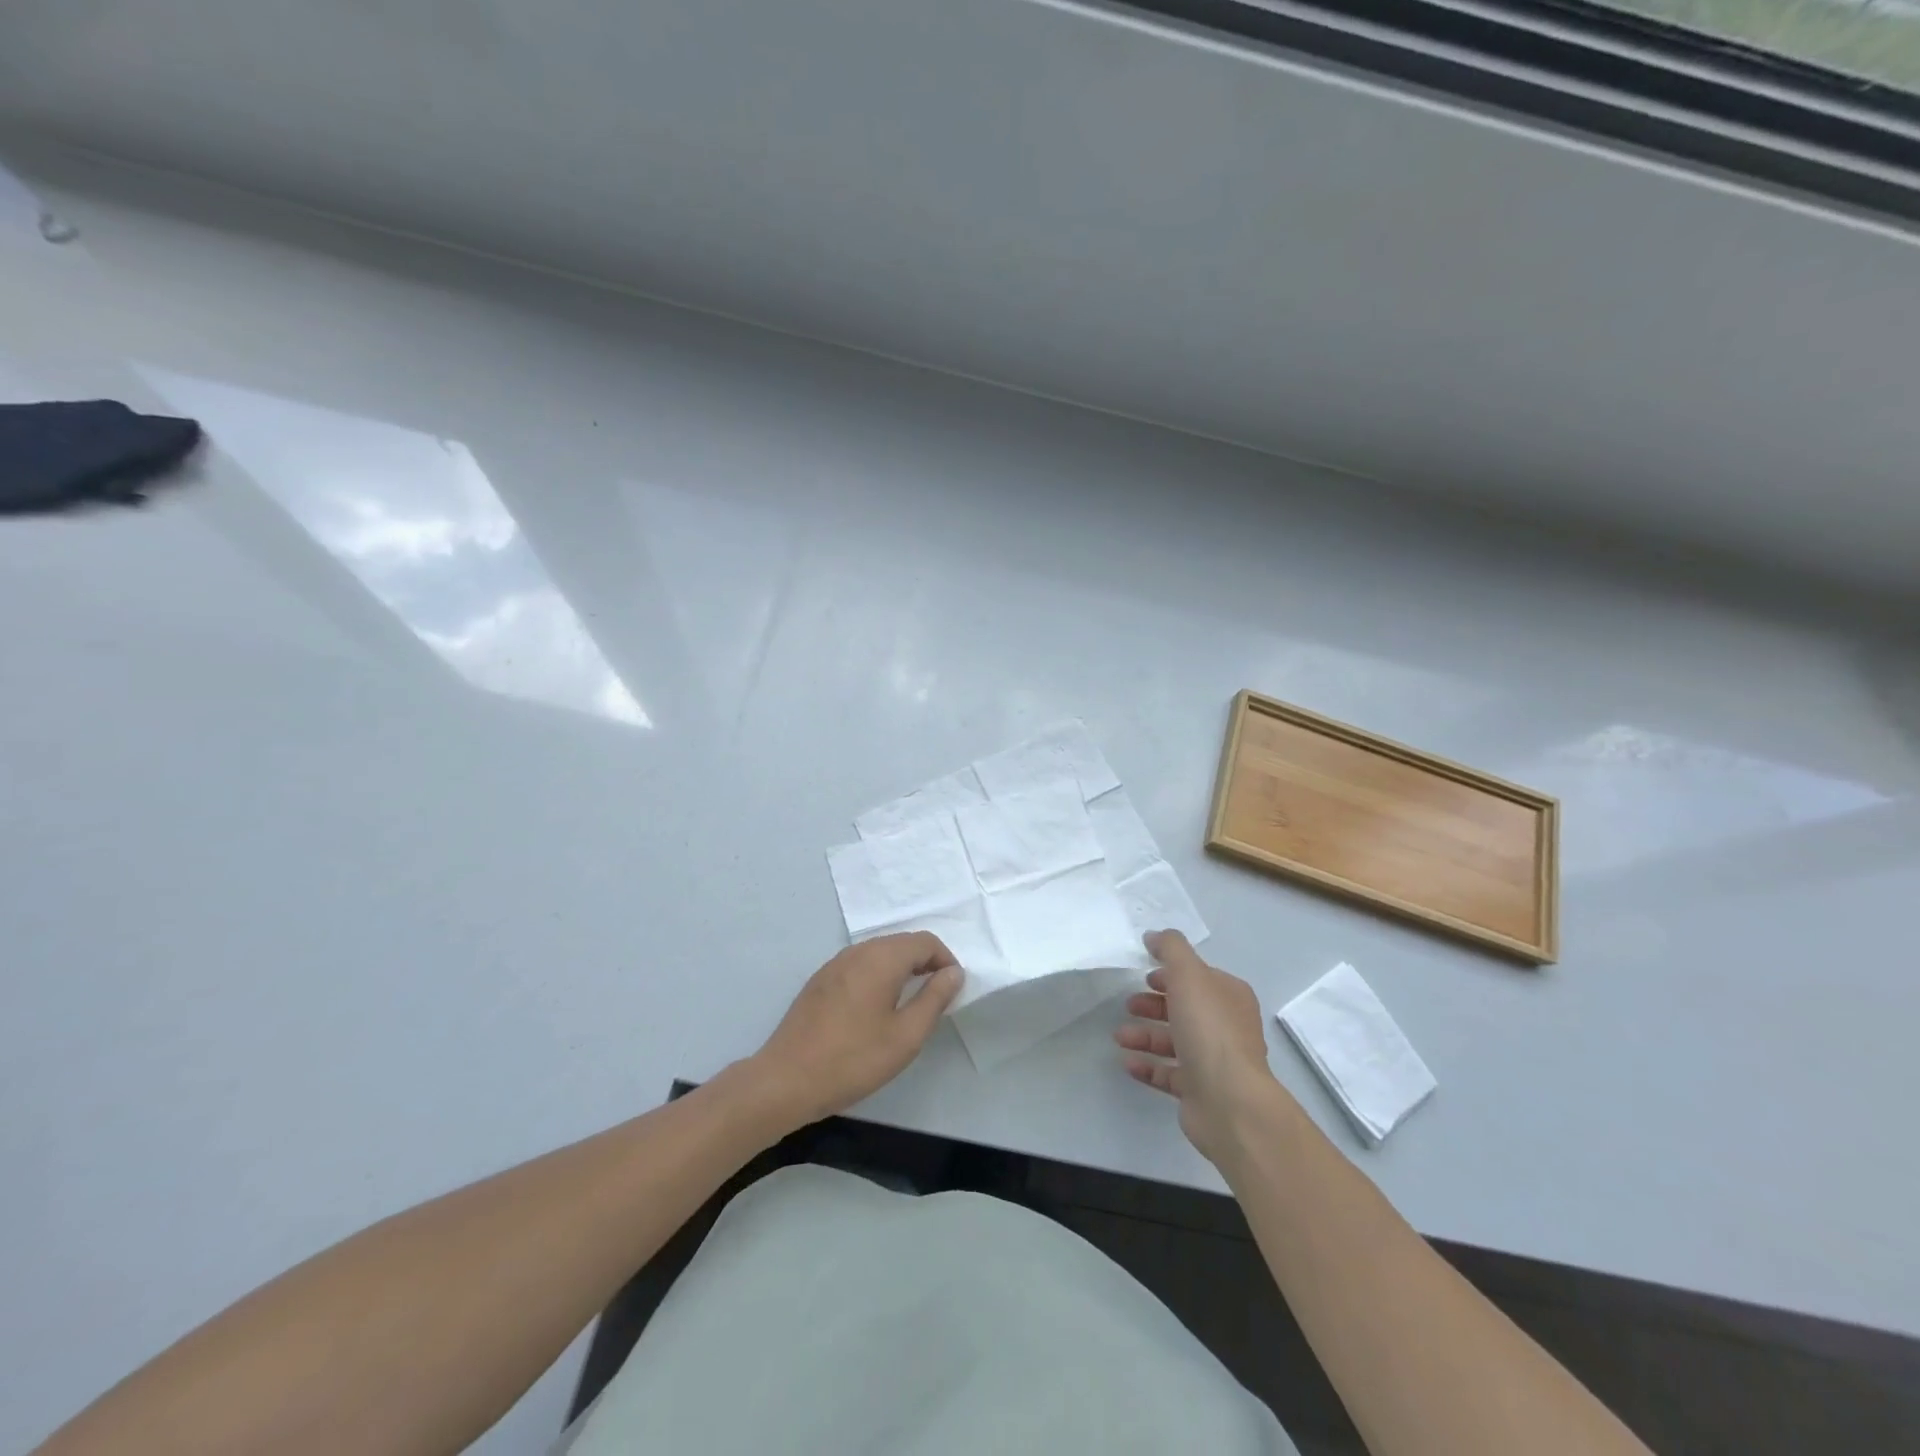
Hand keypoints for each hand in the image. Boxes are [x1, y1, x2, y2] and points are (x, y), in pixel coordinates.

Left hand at [743, 932, 963, 1132]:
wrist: (785, 1080)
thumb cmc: (853, 1059)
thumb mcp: (905, 1036)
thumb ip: (934, 999)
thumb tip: (953, 972)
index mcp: (881, 958)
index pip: (925, 942)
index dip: (945, 961)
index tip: (952, 990)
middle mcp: (857, 951)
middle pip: (901, 943)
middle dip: (925, 963)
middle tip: (936, 997)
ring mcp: (834, 964)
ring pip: (879, 953)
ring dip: (901, 969)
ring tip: (909, 1004)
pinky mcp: (820, 981)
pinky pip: (859, 965)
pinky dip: (878, 976)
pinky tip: (875, 1009)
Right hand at [1115, 930, 1285, 1165]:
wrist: (1229, 1101)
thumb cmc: (1209, 1030)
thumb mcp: (1189, 974)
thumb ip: (1170, 949)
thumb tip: (1154, 936)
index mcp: (1229, 997)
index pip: (1198, 977)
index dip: (1171, 974)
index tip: (1144, 975)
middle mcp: (1225, 1026)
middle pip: (1184, 1008)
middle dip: (1153, 1004)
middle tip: (1128, 1005)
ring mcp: (1214, 1061)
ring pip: (1174, 1041)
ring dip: (1144, 1035)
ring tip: (1119, 1036)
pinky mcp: (1200, 1090)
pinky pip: (1169, 1073)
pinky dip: (1147, 1066)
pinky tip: (1126, 1062)